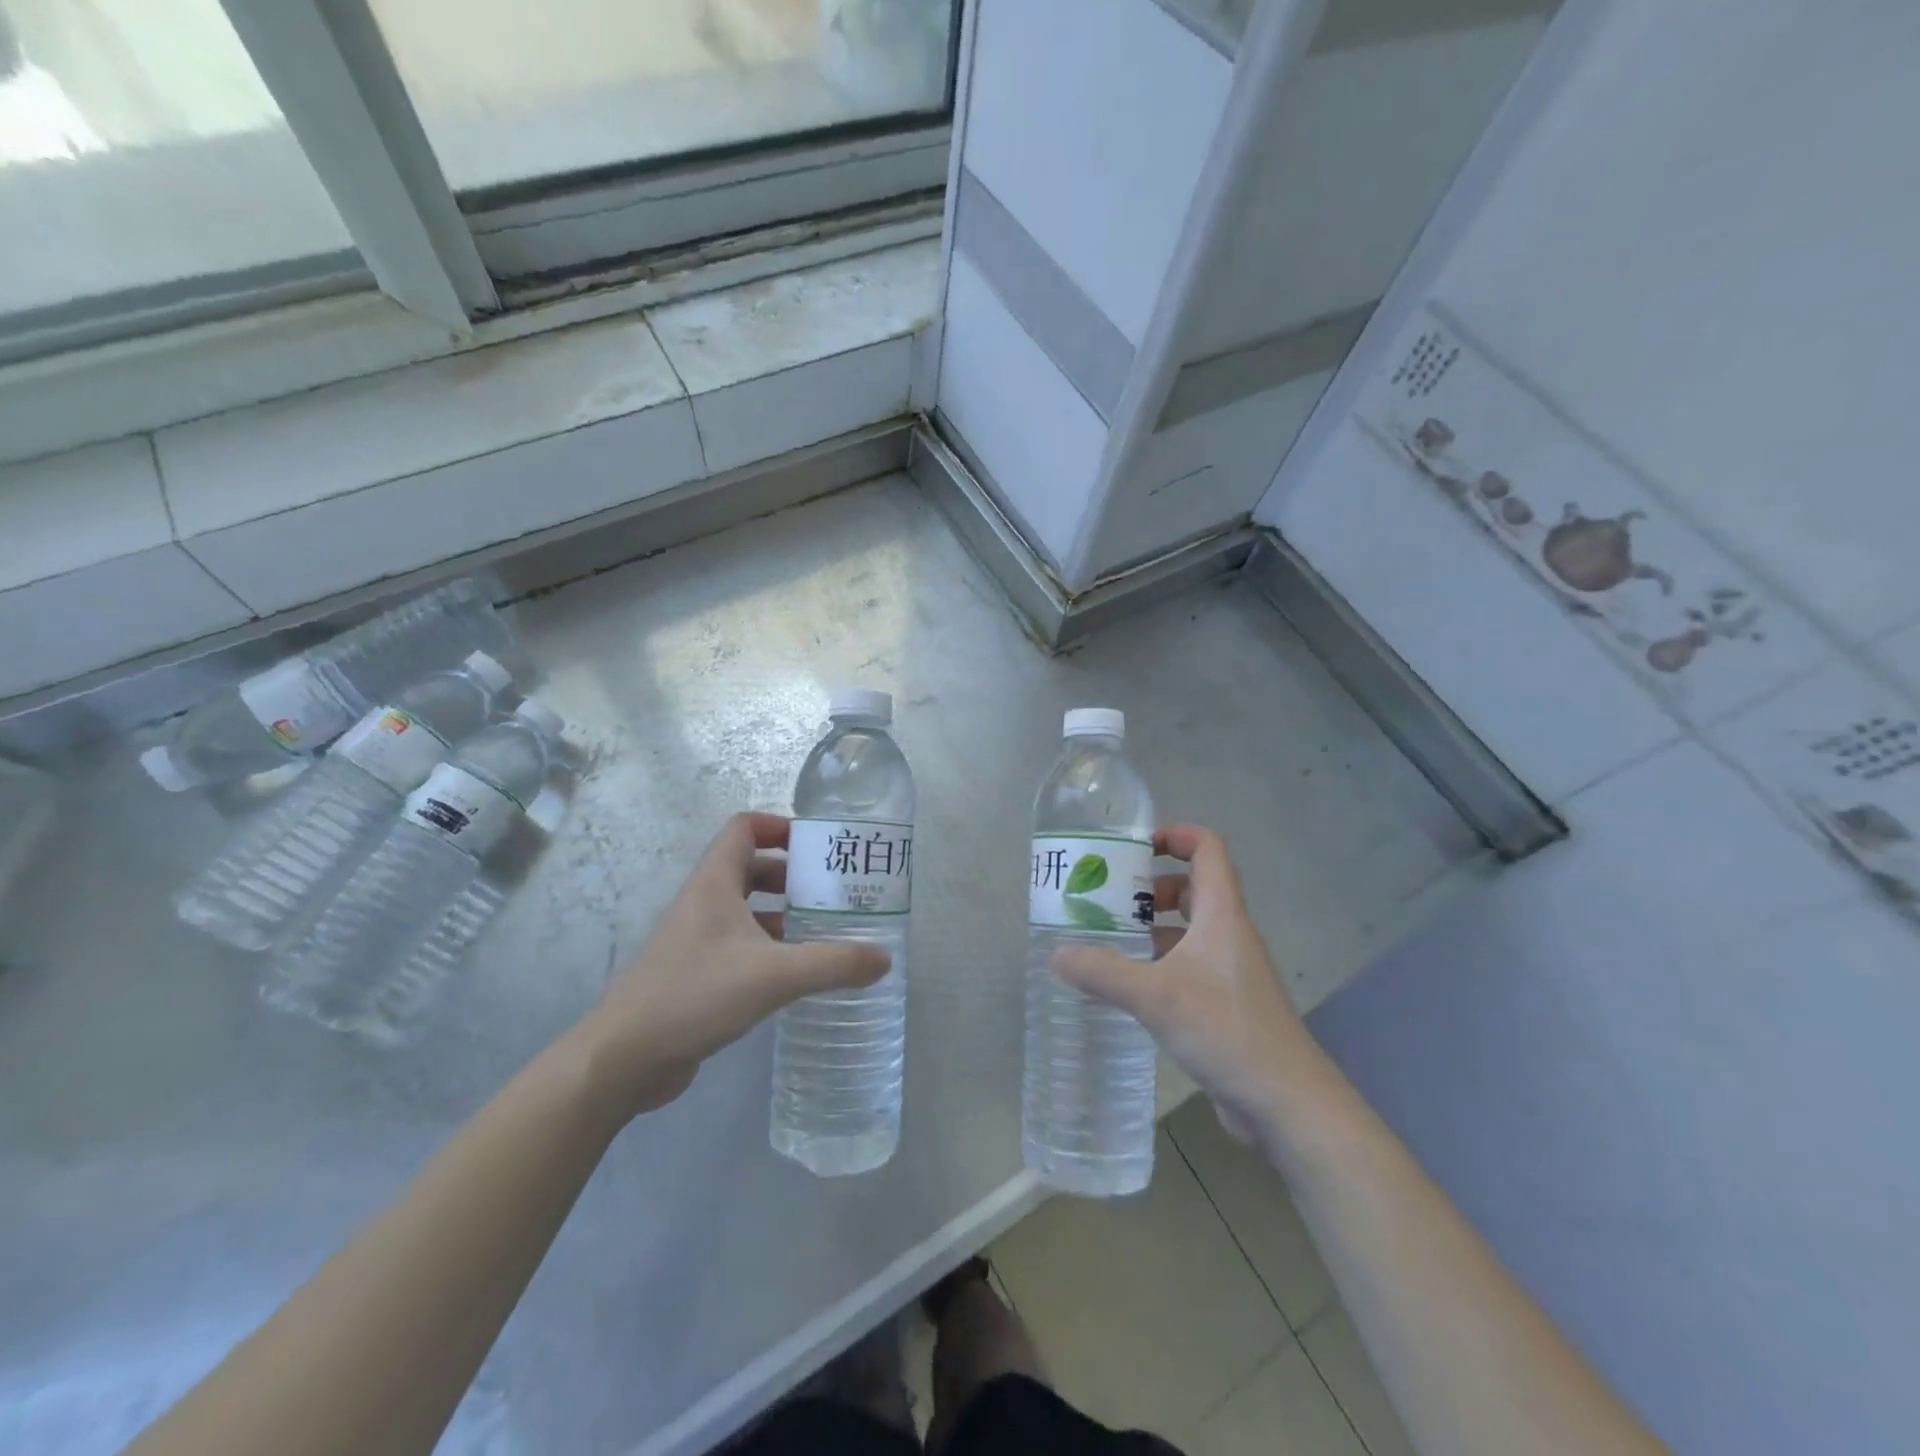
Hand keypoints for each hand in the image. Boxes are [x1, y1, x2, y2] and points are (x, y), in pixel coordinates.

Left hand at [579, 813, 890, 1120]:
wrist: (624, 1058)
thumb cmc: (696, 994)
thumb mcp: (774, 975)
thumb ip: (833, 964)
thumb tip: (884, 958)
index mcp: (715, 883)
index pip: (744, 828)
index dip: (779, 826)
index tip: (817, 845)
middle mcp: (703, 901)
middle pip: (750, 867)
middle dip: (791, 874)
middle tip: (832, 891)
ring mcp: (695, 938)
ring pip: (745, 909)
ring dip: (782, 913)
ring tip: (824, 930)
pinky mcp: (694, 972)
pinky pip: (738, 944)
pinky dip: (768, 947)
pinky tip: (795, 973)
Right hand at [1052, 826, 1314, 1145]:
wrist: (1286, 1101)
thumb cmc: (1226, 1030)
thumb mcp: (1156, 996)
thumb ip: (1103, 973)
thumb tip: (1056, 954)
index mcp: (1221, 915)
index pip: (1207, 849)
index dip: (1175, 835)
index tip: (1134, 847)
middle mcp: (1229, 934)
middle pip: (1193, 888)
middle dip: (1151, 886)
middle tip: (1109, 898)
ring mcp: (1230, 970)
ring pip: (1190, 929)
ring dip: (1153, 926)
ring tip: (1109, 938)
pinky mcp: (1226, 1003)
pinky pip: (1189, 965)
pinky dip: (1160, 962)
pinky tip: (1130, 985)